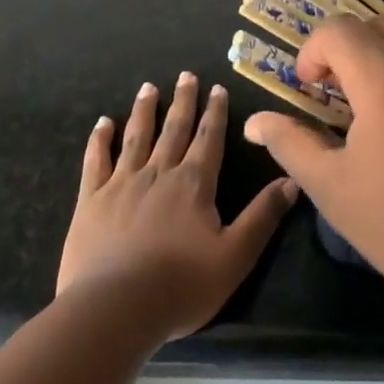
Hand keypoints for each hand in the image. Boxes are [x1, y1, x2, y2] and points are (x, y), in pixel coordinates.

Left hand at [58, 72, 298, 340]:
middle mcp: (159, 173)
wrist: (114, 308)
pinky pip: (95, 161)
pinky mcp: (91, 200)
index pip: (209, 139)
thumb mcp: (235, 255)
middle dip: (182, 101)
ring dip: (144, 111)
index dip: (215, 113)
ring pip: (136, 137)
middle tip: (185, 75)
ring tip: (148, 88)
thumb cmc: (181, 285)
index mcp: (194, 184)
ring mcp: (121, 184)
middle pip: (174, 129)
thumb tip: (292, 180)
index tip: (216, 88)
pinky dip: (100, 140)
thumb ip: (263, 216)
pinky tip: (103, 123)